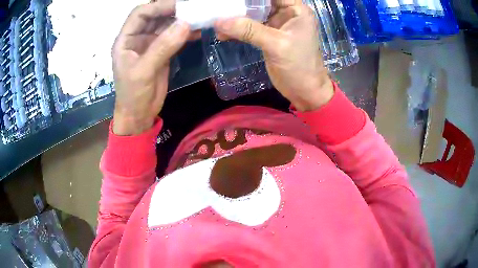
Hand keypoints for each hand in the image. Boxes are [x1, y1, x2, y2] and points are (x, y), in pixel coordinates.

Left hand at [112, 1, 190, 135]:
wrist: (139, 115)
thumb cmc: (133, 95)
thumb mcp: (144, 71)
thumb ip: (163, 47)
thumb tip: (186, 24)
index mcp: (126, 40)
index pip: (141, 14)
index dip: (158, 6)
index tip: (179, 5)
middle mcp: (137, 38)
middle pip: (155, 16)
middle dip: (172, 10)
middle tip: (193, 8)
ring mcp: (150, 44)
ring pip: (166, 25)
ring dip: (181, 20)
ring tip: (199, 16)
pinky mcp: (162, 52)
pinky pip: (174, 37)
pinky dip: (186, 33)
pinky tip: (198, 31)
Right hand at [214, 0, 333, 111]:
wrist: (304, 91)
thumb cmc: (299, 66)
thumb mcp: (276, 45)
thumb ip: (249, 30)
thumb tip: (219, 21)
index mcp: (296, 9)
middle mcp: (287, 12)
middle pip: (261, 1)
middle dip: (241, 3)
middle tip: (222, 6)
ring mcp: (277, 24)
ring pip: (253, 12)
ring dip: (236, 16)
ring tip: (217, 20)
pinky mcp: (269, 35)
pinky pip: (250, 26)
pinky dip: (237, 29)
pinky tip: (223, 33)